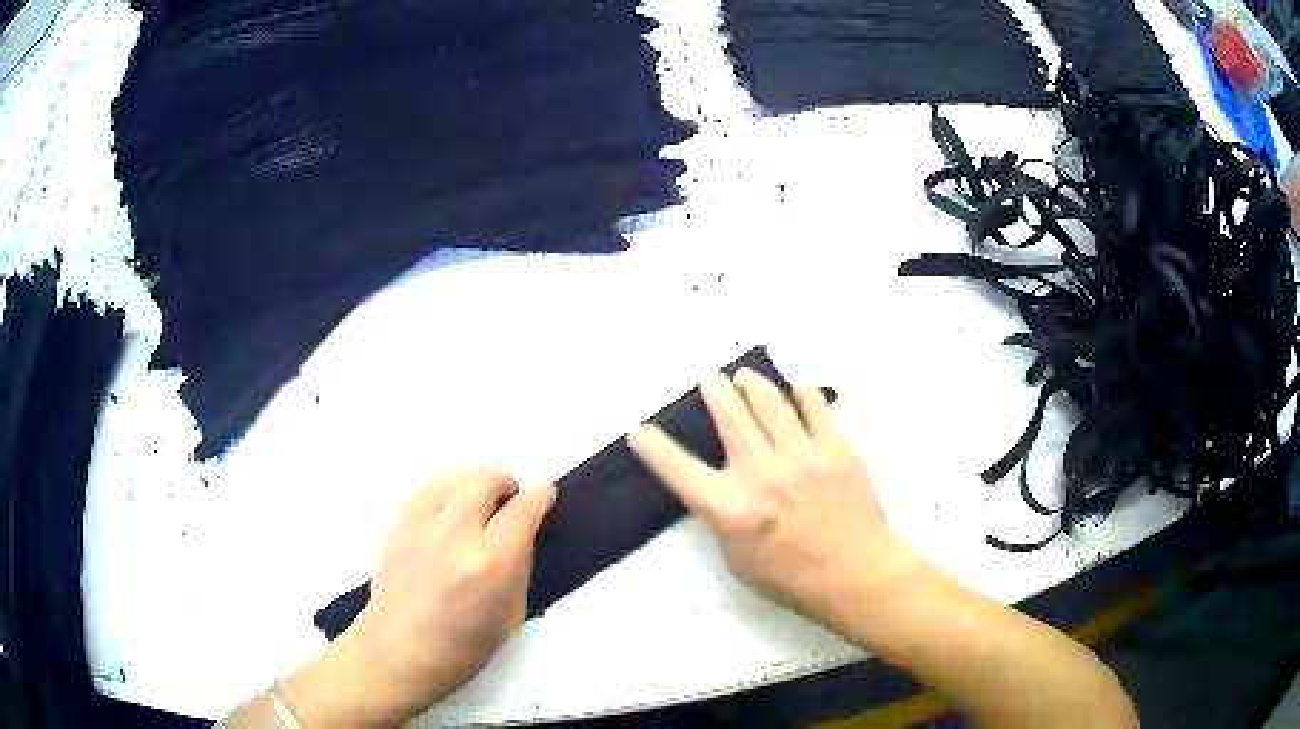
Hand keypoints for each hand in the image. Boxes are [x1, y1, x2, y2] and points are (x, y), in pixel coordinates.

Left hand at [284, 468, 554, 726]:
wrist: (399, 651)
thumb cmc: (463, 647)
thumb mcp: (511, 614)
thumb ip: (519, 566)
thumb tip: (521, 534)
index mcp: (491, 563)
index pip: (523, 509)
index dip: (540, 497)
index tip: (545, 497)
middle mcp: (456, 534)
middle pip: (487, 479)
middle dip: (507, 484)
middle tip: (510, 501)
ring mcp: (421, 525)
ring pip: (456, 476)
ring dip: (476, 483)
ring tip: (480, 503)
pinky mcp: (398, 523)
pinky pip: (429, 487)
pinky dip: (448, 490)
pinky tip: (450, 510)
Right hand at [628, 371, 920, 636]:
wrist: (858, 575)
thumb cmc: (794, 579)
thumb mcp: (739, 560)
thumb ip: (725, 520)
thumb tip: (721, 489)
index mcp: (731, 509)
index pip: (678, 469)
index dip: (653, 447)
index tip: (639, 432)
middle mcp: (761, 473)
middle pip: (728, 415)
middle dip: (713, 391)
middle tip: (710, 380)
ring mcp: (802, 455)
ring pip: (769, 402)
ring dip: (752, 384)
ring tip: (745, 377)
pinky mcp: (836, 447)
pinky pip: (815, 407)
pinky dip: (801, 393)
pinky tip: (795, 390)